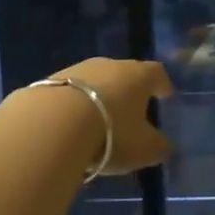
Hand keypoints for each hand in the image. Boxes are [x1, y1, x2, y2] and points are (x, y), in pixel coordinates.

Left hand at [51, 58, 175, 173]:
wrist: (51, 124)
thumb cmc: (111, 132)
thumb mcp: (144, 149)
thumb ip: (159, 147)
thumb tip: (164, 146)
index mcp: (139, 76)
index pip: (157, 74)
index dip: (162, 85)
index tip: (165, 95)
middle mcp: (110, 65)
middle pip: (124, 74)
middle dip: (128, 92)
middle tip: (130, 112)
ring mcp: (77, 69)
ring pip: (95, 82)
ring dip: (98, 98)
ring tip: (97, 122)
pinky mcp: (49, 81)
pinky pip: (70, 93)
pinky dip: (74, 106)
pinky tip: (70, 126)